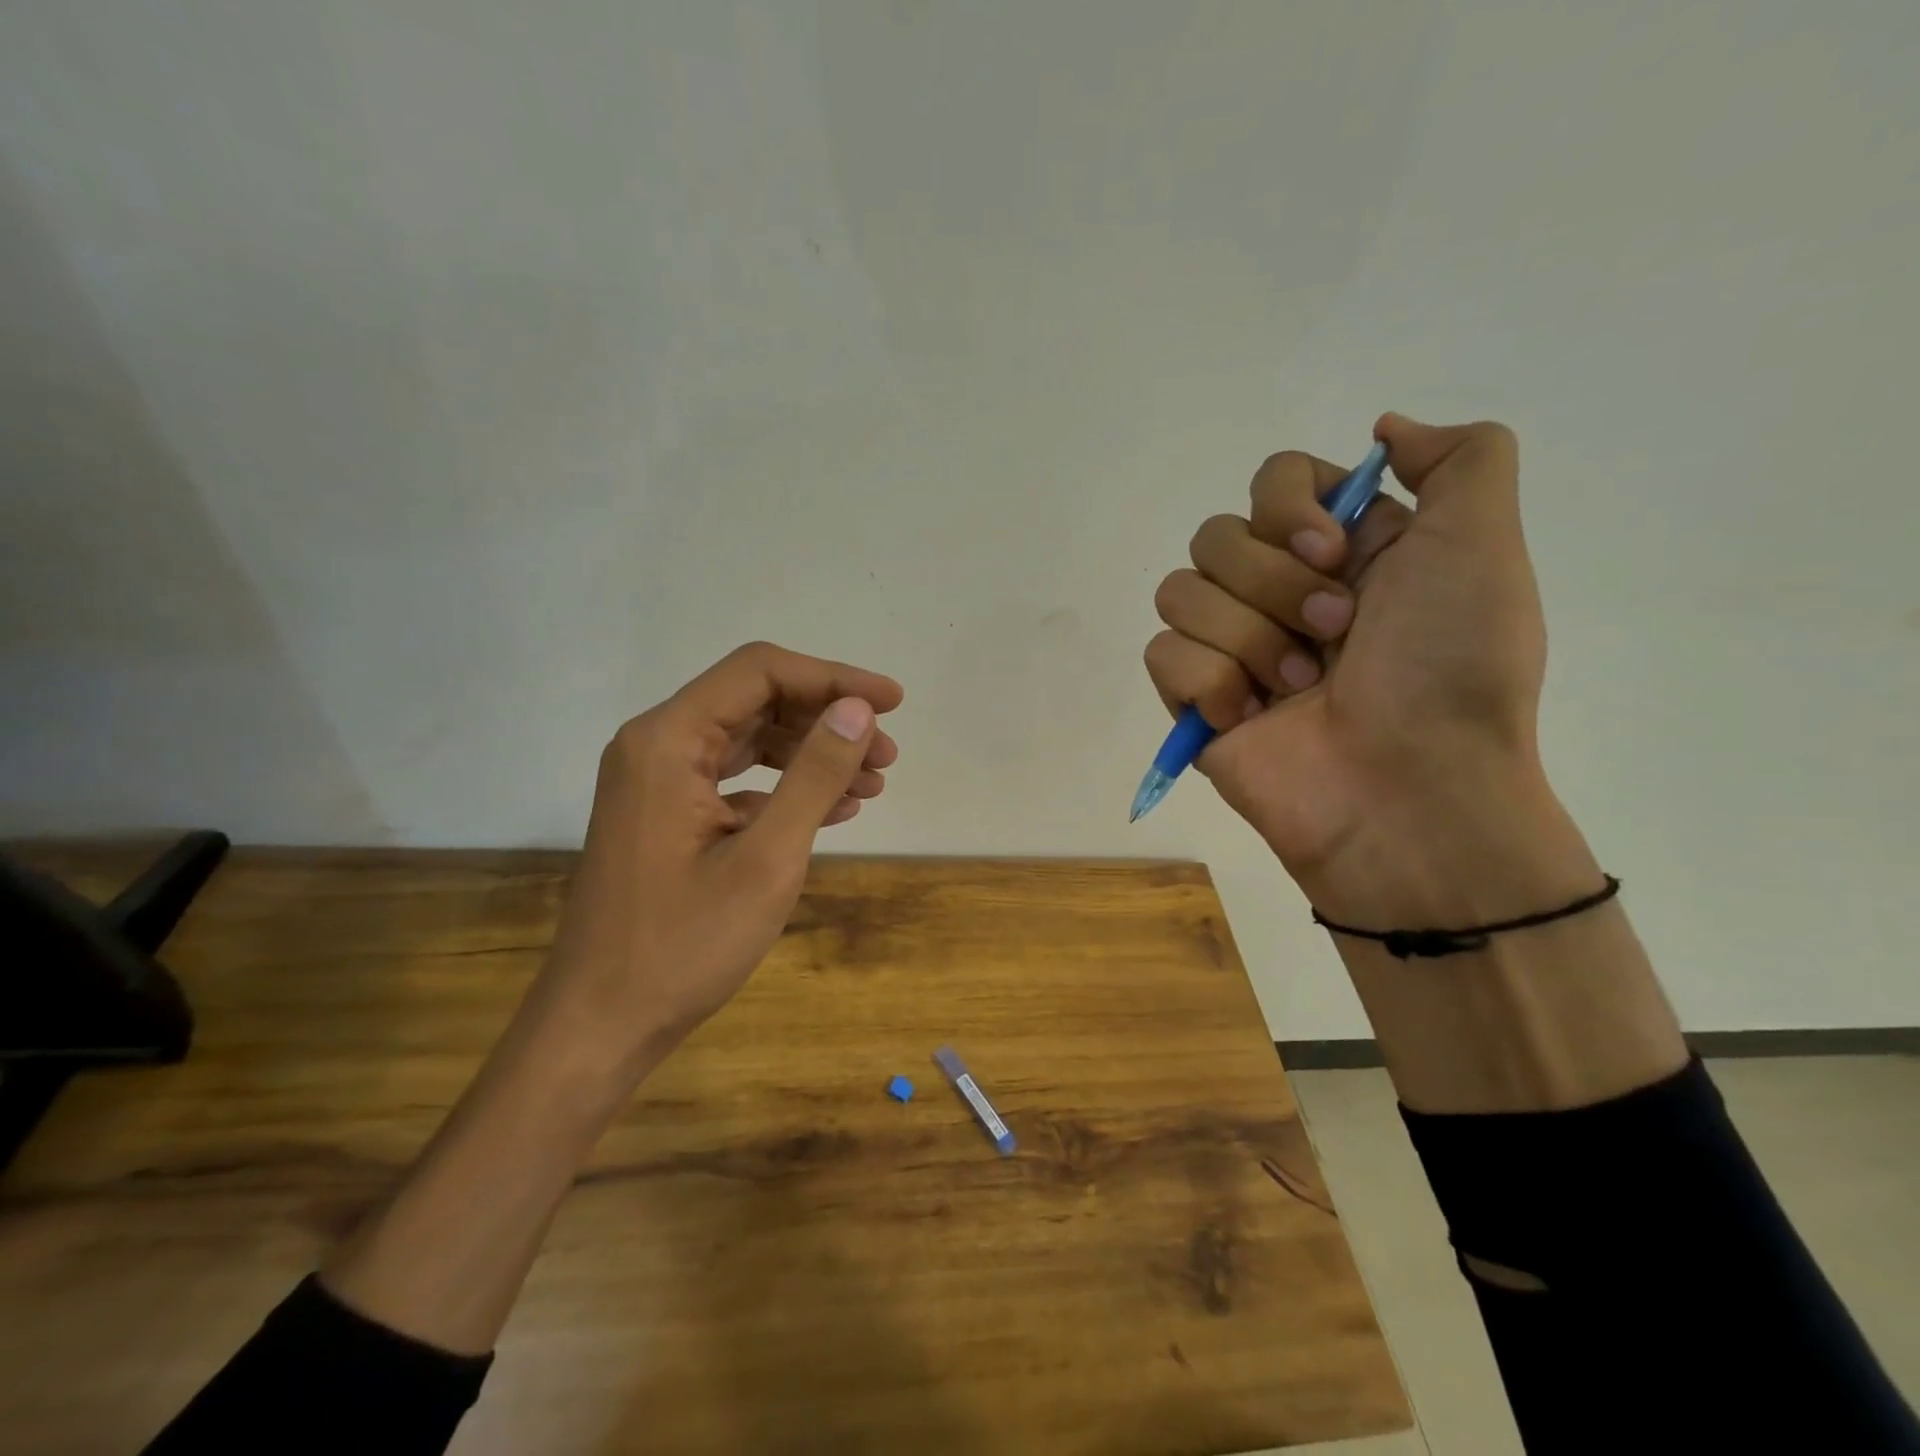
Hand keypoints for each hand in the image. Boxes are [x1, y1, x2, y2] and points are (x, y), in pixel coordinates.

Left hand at [531, 641, 902, 1082]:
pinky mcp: (666, 815)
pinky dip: (785, 788)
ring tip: (872, 784)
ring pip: (749, 741)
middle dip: (827, 721)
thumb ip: (814, 775)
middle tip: (887, 756)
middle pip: (756, 701)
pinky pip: (735, 780)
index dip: (833, 677)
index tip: (892, 702)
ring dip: (812, 755)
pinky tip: (833, 811)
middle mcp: (656, 745)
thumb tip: (857, 710)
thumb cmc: (682, 945)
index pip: (760, 672)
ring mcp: (658, 781)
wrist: (601, 1025)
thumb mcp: (767, 858)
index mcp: (668, 739)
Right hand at [1146, 414, 1590, 924]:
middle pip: (1215, 535)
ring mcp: (1232, 646)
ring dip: (1247, 639)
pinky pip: (1162, 652)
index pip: (1272, 481)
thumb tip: (1383, 429)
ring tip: (1297, 689)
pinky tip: (1250, 718)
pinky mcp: (1194, 698)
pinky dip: (1208, 683)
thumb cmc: (1451, 669)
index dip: (1289, 510)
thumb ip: (1460, 458)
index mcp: (1340, 551)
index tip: (1333, 555)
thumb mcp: (1483, 545)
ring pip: (1180, 591)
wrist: (1409, 791)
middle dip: (1273, 586)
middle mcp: (1279, 590)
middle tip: (1333, 634)